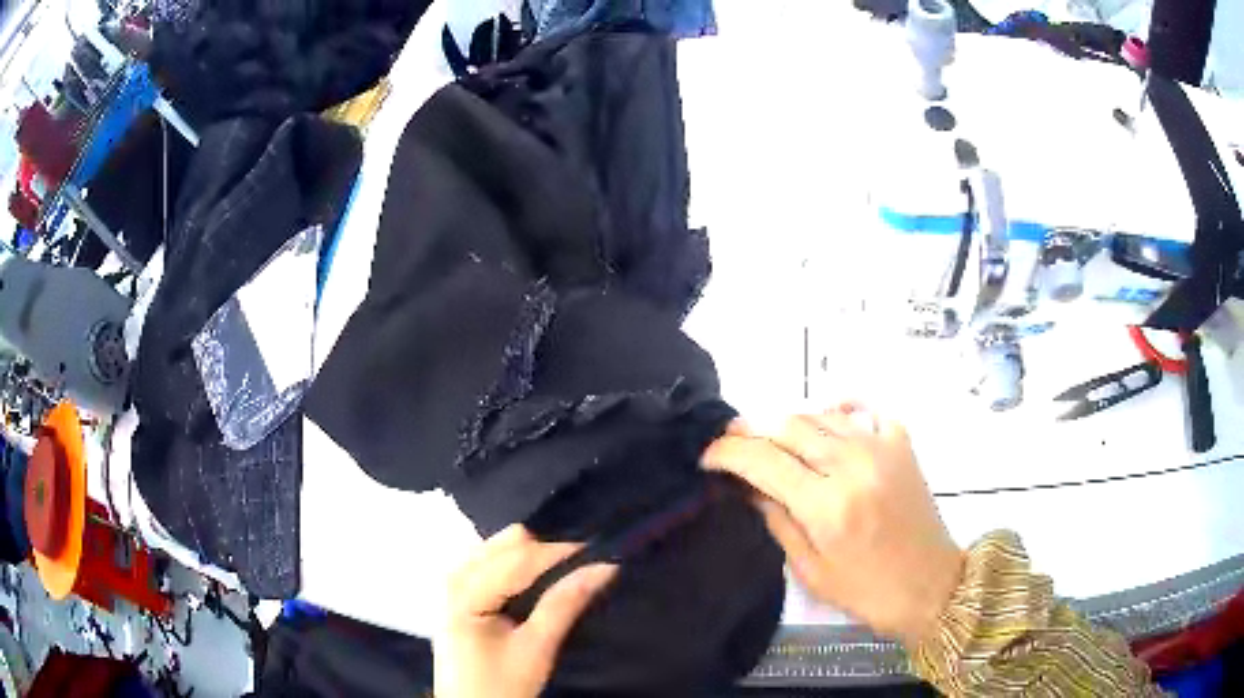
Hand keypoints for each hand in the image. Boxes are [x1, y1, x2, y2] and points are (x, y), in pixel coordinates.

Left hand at [434, 524, 617, 697]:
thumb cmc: (500, 684)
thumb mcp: (536, 649)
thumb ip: (564, 604)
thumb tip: (603, 567)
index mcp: (465, 592)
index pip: (520, 557)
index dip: (562, 552)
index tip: (602, 554)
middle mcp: (454, 576)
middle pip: (507, 544)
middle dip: (547, 553)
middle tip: (581, 571)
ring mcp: (453, 581)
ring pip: (500, 548)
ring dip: (533, 558)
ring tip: (563, 578)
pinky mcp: (458, 590)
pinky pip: (492, 561)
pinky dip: (518, 566)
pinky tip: (537, 584)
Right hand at [702, 405, 963, 647]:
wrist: (931, 585)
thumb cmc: (867, 591)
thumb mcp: (811, 571)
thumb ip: (778, 522)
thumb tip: (749, 488)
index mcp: (827, 505)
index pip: (763, 460)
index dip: (727, 452)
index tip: (707, 458)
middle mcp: (853, 465)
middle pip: (788, 426)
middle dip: (751, 429)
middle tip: (732, 441)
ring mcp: (881, 448)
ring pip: (821, 414)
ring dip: (788, 422)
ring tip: (772, 439)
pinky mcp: (902, 445)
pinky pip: (864, 411)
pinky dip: (839, 409)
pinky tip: (827, 419)